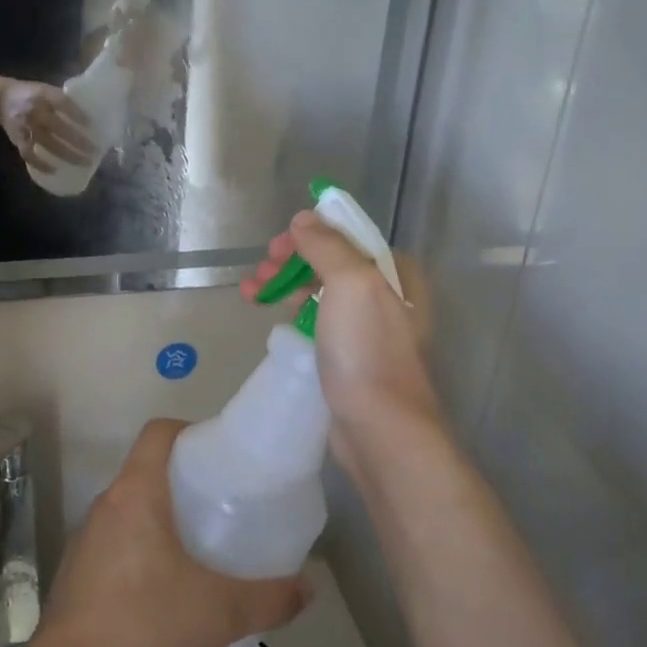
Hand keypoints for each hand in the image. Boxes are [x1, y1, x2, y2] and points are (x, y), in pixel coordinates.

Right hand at [0, 79, 94, 169]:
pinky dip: (41, 164)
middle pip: (59, 128)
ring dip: (67, 155)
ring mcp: (25, 127)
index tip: (92, 126)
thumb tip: (89, 116)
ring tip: (83, 163)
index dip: (78, 114)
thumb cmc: (31, 95)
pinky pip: (29, 155)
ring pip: (48, 144)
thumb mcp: (45, 90)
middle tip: (94, 151)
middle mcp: (34, 111)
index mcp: (43, 95)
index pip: (63, 103)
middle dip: (78, 141)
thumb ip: (62, 101)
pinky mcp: (17, 140)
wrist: (0, 99)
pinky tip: (55, 170)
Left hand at [31, 420, 309, 646]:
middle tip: (224, 507)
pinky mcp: (77, 572)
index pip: (159, 433)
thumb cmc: (142, 625)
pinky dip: (142, 550)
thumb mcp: (218, 613)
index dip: (190, 432)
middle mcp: (107, 504)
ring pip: (131, 509)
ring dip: (163, 519)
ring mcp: (86, 539)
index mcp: (136, 493)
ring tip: (200, 550)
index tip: (219, 456)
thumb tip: (310, 586)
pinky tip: (166, 591)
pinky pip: (116, 542)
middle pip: (148, 470)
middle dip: (185, 482)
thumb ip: (269, 598)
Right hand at [243, 212, 441, 473]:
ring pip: (320, 293)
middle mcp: (387, 296)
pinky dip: (292, 313)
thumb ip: (327, 245)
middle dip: (291, 263)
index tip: (276, 246)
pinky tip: (272, 316)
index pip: (347, 236)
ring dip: (285, 286)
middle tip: (260, 273)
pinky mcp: (350, 356)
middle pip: (330, 263)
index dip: (310, 233)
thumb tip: (304, 219)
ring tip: (251, 294)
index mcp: (395, 272)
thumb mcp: (350, 283)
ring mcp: (368, 328)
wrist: (380, 427)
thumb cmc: (367, 349)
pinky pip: (317, 322)